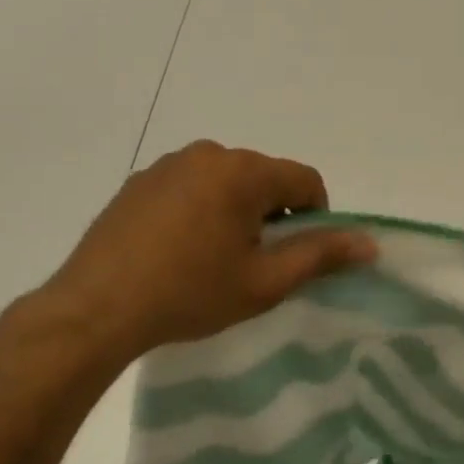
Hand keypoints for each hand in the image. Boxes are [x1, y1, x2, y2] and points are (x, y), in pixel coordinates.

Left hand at [41, 141, 374, 364]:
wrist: (94, 309)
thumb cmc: (189, 294)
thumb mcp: (263, 282)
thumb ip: (320, 255)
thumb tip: (369, 242)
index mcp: (243, 171)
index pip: (304, 180)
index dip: (315, 217)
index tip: (294, 256)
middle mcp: (208, 153)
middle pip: (263, 179)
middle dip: (270, 215)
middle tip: (252, 264)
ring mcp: (169, 164)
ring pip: (225, 182)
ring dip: (234, 212)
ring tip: (212, 260)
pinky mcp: (139, 181)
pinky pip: (189, 186)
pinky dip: (198, 210)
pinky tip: (176, 251)